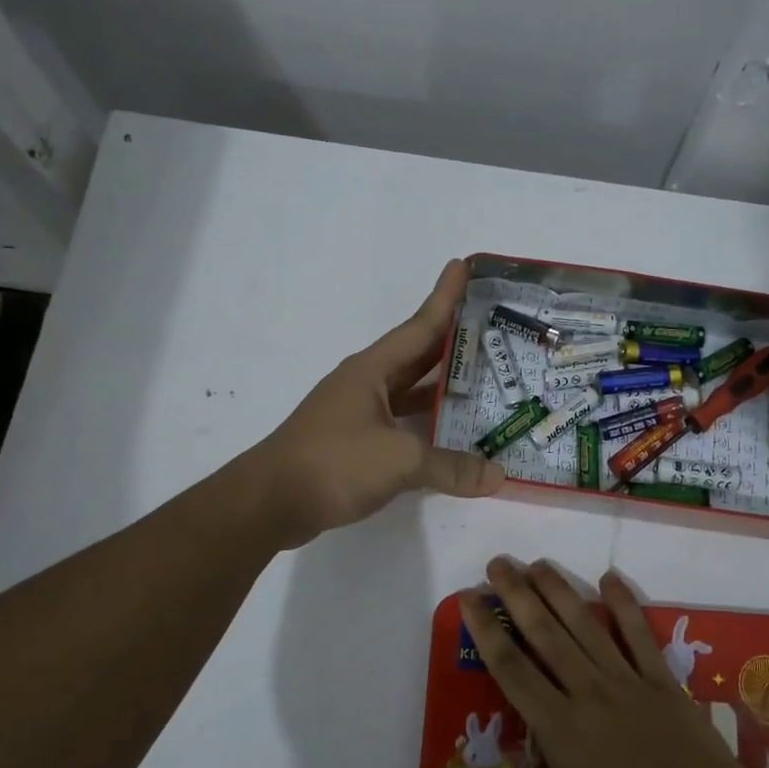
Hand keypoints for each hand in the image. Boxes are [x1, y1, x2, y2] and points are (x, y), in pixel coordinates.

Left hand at [252, 259, 505, 546]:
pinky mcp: (356, 442)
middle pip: (418, 354)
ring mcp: (359, 413)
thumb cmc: (332, 462)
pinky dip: (428, 424)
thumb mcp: (399, 461)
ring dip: (443, 386)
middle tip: (492, 329)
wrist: (270, 502)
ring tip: (484, 381)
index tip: (464, 266)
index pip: (420, 326)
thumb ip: (450, 467)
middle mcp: (366, 383)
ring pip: (411, 391)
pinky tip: (452, 433)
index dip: (445, 296)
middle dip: (453, 341)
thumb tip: (498, 476)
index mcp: (372, 370)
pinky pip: (403, 423)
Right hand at [460, 559, 768, 767]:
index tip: (470, 598)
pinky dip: (625, 603)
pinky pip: (639, 634)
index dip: (487, 631)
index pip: (513, 669)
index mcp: (560, 728)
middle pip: (545, 633)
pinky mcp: (662, 680)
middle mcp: (587, 692)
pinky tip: (611, 576)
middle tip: (497, 562)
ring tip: (537, 562)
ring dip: (559, 590)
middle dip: (517, 595)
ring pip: (585, 625)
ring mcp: (627, 680)